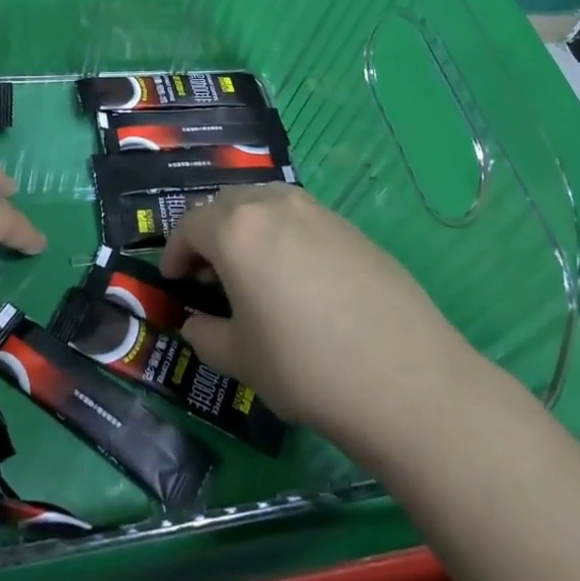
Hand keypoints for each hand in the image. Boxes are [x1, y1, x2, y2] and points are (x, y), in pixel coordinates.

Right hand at [160, 184, 474, 453]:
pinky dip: (282, 234)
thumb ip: (206, 336)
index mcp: (236, 229)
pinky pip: (300, 218)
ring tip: (252, 270)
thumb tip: (196, 325)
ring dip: (246, 227)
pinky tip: (297, 278)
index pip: (190, 225)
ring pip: (265, 203)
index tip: (174, 281)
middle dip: (209, 234)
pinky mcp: (350, 226)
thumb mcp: (241, 359)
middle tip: (209, 275)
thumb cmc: (306, 367)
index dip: (175, 253)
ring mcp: (317, 211)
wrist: (405, 377)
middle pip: (226, 204)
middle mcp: (274, 205)